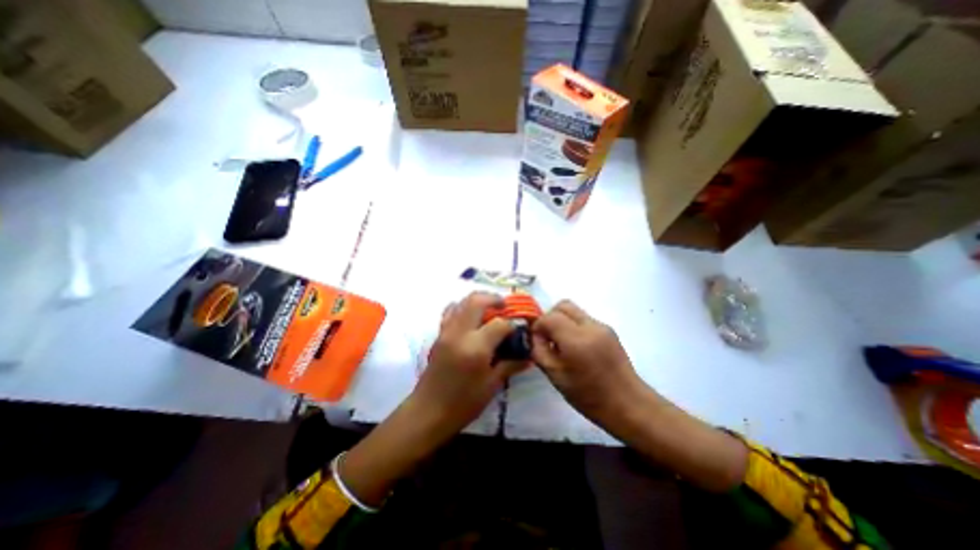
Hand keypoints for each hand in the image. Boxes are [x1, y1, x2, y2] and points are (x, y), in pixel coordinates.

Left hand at [414, 291, 533, 432]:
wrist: (428, 412)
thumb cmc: (463, 403)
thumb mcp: (492, 385)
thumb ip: (510, 365)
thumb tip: (528, 355)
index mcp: (476, 347)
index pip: (499, 323)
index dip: (512, 325)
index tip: (518, 330)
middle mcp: (459, 333)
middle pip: (477, 301)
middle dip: (494, 299)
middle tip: (504, 306)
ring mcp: (446, 331)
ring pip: (462, 301)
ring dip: (478, 301)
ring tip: (489, 310)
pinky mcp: (439, 334)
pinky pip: (450, 311)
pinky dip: (463, 308)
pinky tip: (471, 320)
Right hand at [533, 301, 649, 421]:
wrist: (628, 404)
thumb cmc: (588, 396)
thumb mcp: (555, 376)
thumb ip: (539, 351)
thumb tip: (535, 335)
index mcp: (576, 340)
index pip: (549, 317)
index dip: (538, 326)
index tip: (536, 340)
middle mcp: (591, 326)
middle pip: (563, 305)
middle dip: (550, 317)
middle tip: (547, 337)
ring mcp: (602, 326)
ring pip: (574, 310)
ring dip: (562, 321)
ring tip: (561, 343)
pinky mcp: (609, 329)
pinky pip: (584, 319)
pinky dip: (573, 326)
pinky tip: (576, 347)